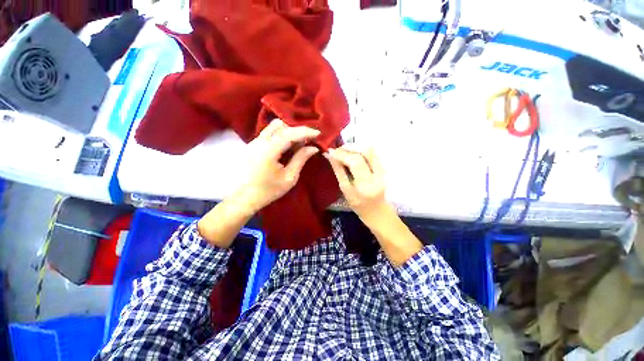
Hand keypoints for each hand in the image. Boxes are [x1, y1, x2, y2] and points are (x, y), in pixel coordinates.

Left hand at [236, 119, 319, 212]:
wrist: (244, 198)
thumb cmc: (268, 191)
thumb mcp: (289, 178)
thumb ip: (301, 159)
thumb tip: (313, 148)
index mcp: (269, 151)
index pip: (289, 133)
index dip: (305, 131)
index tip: (318, 133)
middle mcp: (259, 142)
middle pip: (280, 125)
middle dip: (296, 130)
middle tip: (306, 141)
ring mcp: (253, 142)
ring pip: (273, 128)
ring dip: (287, 132)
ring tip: (297, 145)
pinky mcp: (251, 146)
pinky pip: (268, 134)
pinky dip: (280, 136)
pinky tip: (286, 148)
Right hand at [326, 146, 422, 266]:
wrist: (378, 211)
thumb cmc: (359, 205)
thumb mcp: (345, 190)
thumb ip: (339, 171)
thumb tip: (330, 156)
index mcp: (366, 184)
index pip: (355, 162)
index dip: (342, 154)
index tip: (331, 151)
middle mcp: (377, 174)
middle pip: (366, 152)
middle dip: (349, 147)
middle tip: (337, 149)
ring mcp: (383, 170)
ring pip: (371, 149)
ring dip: (356, 146)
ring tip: (344, 150)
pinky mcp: (384, 167)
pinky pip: (373, 153)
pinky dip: (361, 149)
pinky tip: (353, 153)